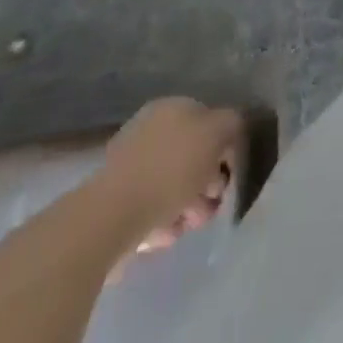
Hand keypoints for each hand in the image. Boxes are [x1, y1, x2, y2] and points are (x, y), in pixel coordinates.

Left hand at [93, 98, 245, 253]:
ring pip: (174, 187)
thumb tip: (230, 131)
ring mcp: (131, 167)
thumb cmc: (170, 168)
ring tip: (186, 225)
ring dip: (188, 208)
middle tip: (210, 206)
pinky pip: (152, 209)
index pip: (210, 121)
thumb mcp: (217, 132)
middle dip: (208, 185)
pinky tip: (162, 234)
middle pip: (193, 158)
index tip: (230, 174)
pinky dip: (162, 222)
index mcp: (172, 108)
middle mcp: (150, 131)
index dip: (225, 147)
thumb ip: (232, 123)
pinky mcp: (117, 203)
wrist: (110, 217)